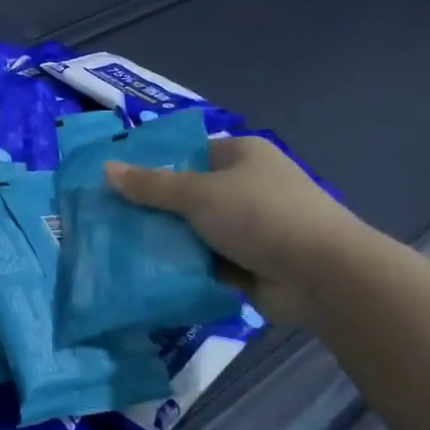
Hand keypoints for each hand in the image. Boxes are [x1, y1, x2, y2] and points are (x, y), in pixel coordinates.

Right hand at [106, 136, 362, 325]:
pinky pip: (208, 262)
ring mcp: (251, 227)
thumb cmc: (260, 215)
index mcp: (241, 155)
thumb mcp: (198, 194)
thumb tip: (106, 169)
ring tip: (120, 248)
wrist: (322, 275)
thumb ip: (151, 185)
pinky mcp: (251, 264)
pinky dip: (186, 268)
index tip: (115, 182)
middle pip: (189, 194)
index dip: (152, 166)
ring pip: (196, 231)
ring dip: (169, 242)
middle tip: (109, 219)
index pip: (188, 153)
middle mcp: (247, 186)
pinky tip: (148, 273)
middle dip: (155, 209)